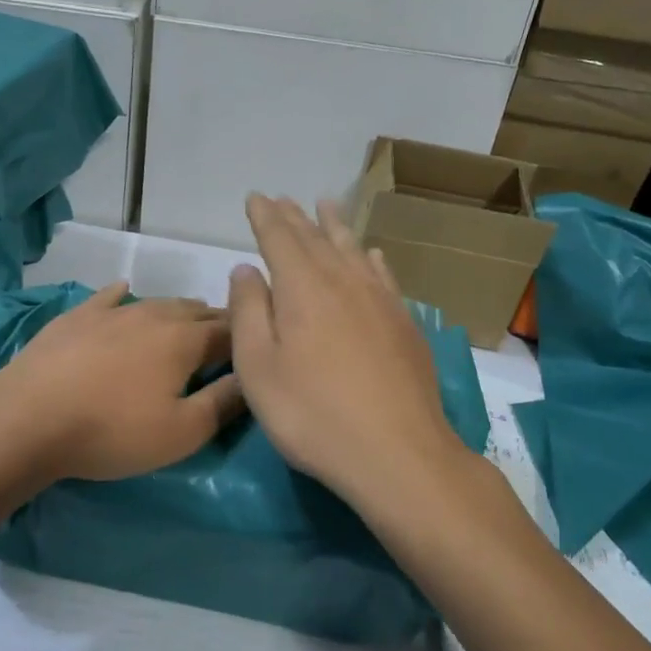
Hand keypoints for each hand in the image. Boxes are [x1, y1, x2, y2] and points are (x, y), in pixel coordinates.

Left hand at [0, 284, 245, 482]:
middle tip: (226, 338)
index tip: (256, 347)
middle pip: (196, 312)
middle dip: (216, 322)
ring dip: (179, 310)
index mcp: (185, 340)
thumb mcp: (181, 432)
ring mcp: (112, 311)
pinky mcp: (77, 317)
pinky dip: (122, 294)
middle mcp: (154, 315)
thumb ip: (223, 403)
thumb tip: (252, 378)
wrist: (29, 417)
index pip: (229, 332)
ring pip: (158, 302)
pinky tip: (125, 289)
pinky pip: (108, 297)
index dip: (245, 339)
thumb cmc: (112, 430)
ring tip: (189, 318)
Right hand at [228, 195, 463, 507]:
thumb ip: (248, 312)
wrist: (397, 453)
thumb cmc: (313, 414)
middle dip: (295, 217)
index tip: (256, 197)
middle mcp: (343, 281)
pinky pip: (384, 275)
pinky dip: (372, 258)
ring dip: (334, 226)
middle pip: (315, 238)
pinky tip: (372, 254)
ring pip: (352, 249)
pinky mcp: (405, 323)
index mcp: (303, 288)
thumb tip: (246, 269)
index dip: (265, 216)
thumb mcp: (259, 368)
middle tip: (282, 199)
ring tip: (325, 205)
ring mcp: (379, 300)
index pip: (279, 238)